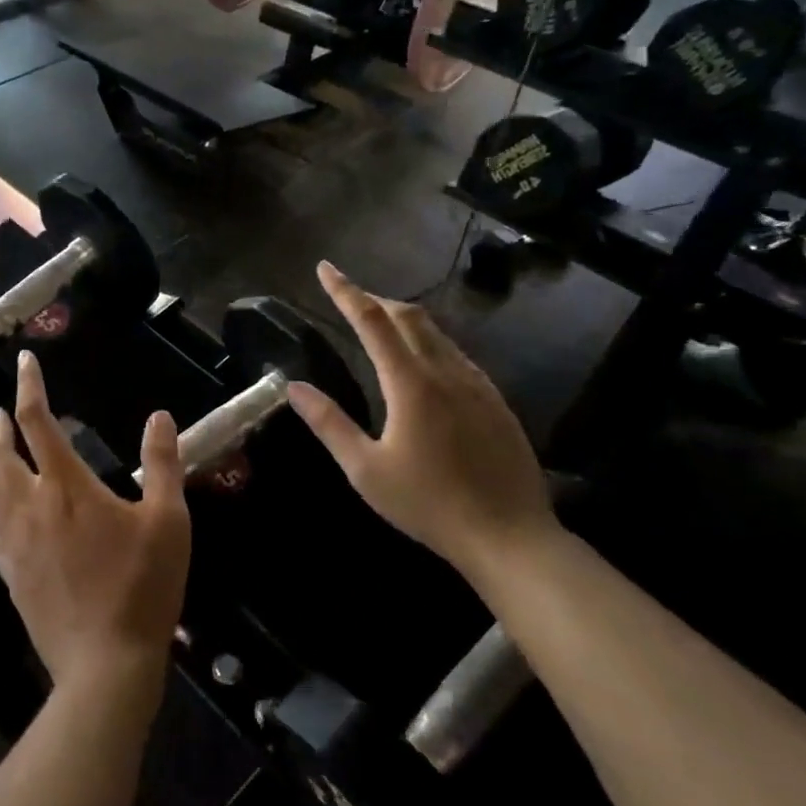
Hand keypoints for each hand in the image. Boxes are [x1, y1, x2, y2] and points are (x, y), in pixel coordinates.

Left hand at [0, 351, 190, 697]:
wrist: (105, 664)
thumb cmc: (142, 586)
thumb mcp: (168, 520)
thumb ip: (163, 464)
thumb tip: (160, 416)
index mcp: (67, 487)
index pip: (39, 422)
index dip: (29, 388)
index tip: (23, 362)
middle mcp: (31, 507)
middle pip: (1, 456)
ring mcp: (15, 544)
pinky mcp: (11, 575)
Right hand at [286, 262, 556, 579]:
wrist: (511, 537)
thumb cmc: (429, 504)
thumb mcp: (366, 470)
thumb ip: (329, 423)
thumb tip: (294, 387)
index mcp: (411, 383)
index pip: (372, 320)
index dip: (345, 291)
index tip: (325, 268)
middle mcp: (446, 371)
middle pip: (409, 316)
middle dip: (375, 299)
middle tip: (348, 298)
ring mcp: (477, 384)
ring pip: (437, 333)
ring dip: (403, 319)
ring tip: (379, 326)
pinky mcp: (496, 401)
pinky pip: (457, 354)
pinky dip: (429, 343)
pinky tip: (422, 365)